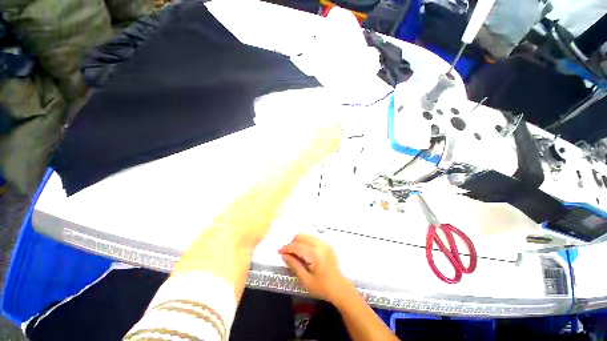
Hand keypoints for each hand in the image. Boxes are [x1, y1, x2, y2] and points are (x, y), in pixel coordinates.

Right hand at [279, 234, 352, 304]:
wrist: (339, 287)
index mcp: (315, 254)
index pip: (297, 246)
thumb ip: (294, 265)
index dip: (287, 248)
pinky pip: (312, 237)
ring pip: (307, 235)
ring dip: (298, 241)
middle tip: (288, 254)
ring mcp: (325, 243)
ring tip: (295, 252)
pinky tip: (304, 251)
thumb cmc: (322, 287)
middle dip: (292, 243)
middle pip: (301, 236)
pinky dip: (305, 241)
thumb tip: (284, 256)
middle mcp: (320, 245)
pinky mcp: (327, 244)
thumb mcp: (306, 280)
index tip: (279, 252)